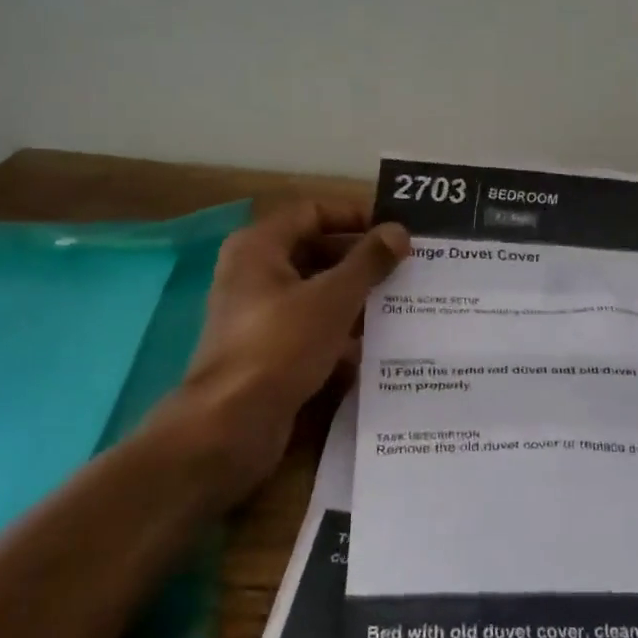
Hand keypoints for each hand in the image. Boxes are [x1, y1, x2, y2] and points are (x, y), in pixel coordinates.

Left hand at [176, 202, 408, 501]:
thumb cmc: (281, 346)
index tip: (394, 231)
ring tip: (403, 303)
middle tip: (407, 267)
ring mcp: (259, 316)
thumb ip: (368, 261)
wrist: (231, 425)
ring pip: (316, 294)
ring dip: (355, 298)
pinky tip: (378, 345)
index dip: (354, 216)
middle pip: (315, 252)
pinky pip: (311, 329)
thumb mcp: (332, 298)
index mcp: (259, 247)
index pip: (312, 212)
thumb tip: (399, 231)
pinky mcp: (268, 352)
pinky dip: (341, 333)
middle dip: (360, 260)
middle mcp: (254, 274)